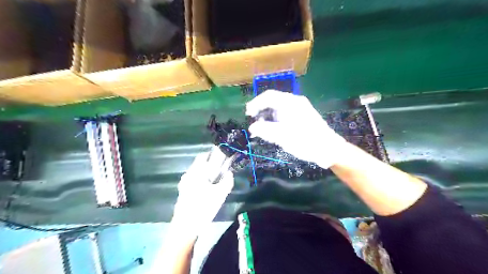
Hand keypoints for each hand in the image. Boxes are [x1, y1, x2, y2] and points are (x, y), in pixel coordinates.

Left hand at [171, 147, 234, 235]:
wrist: (185, 227)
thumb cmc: (203, 208)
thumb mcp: (220, 195)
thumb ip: (227, 181)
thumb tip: (229, 173)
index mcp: (196, 172)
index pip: (204, 156)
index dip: (213, 154)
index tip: (222, 156)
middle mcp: (188, 175)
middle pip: (199, 163)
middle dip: (210, 164)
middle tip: (221, 169)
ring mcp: (184, 183)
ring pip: (196, 172)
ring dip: (206, 172)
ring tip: (216, 179)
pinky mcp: (183, 191)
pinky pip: (193, 179)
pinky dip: (201, 179)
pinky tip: (207, 188)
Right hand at [246, 90, 344, 168]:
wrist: (328, 149)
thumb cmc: (305, 141)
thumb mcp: (282, 136)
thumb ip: (265, 130)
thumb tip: (253, 127)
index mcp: (290, 103)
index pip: (268, 96)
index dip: (256, 104)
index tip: (248, 114)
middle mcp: (295, 102)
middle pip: (273, 102)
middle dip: (262, 112)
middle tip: (255, 124)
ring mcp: (300, 110)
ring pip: (278, 110)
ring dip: (268, 118)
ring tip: (263, 130)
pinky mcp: (302, 118)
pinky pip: (285, 116)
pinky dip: (276, 122)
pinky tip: (274, 132)